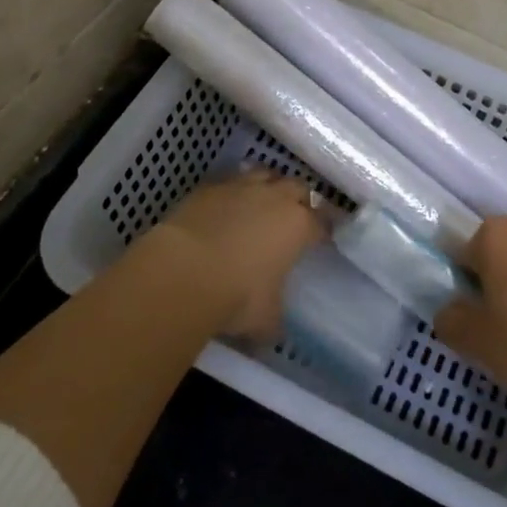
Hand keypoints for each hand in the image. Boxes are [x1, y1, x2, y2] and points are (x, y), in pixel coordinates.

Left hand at [150, 169, 326, 340]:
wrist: (182, 271)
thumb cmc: (235, 295)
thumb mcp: (264, 319)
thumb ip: (275, 319)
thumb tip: (274, 331)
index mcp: (298, 226)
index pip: (322, 223)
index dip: (324, 231)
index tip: (322, 239)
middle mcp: (275, 198)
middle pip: (298, 188)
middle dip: (300, 200)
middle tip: (295, 216)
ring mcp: (241, 187)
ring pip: (265, 174)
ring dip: (268, 186)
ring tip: (262, 202)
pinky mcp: (209, 186)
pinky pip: (230, 181)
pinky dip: (233, 191)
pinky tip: (226, 205)